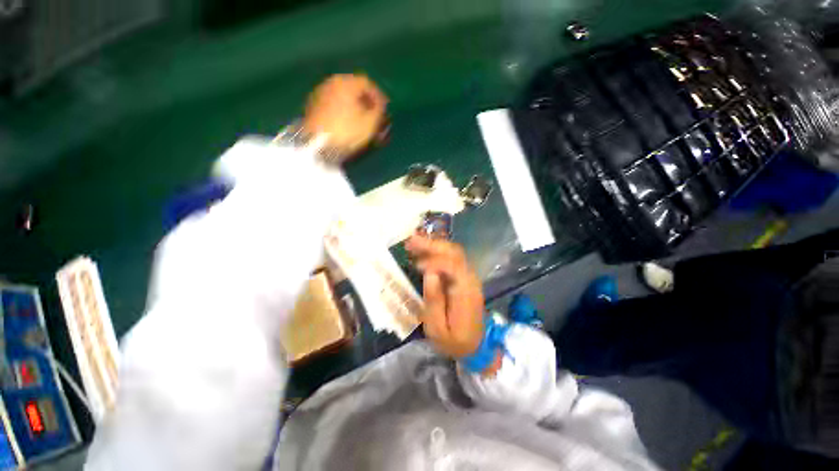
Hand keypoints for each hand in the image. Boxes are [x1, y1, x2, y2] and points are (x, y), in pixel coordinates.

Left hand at [302, 74, 387, 160]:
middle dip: (366, 102)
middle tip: (374, 115)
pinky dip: (343, 111)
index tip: (385, 109)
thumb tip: (380, 105)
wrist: (318, 145)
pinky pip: (334, 105)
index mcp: (345, 82)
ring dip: (355, 107)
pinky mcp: (313, 107)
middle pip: (354, 88)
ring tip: (362, 122)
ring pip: (343, 97)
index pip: (367, 83)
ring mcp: (319, 94)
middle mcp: (331, 82)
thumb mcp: (370, 122)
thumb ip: (379, 110)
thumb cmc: (348, 131)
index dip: (379, 96)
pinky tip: (348, 124)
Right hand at [405, 235, 484, 358]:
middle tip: (411, 241)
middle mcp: (470, 279)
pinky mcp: (464, 278)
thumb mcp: (437, 329)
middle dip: (432, 244)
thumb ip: (434, 300)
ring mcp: (469, 277)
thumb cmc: (454, 341)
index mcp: (466, 292)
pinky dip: (437, 253)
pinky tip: (423, 253)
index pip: (453, 266)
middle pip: (454, 253)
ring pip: (453, 252)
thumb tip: (429, 272)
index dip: (434, 261)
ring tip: (413, 244)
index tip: (416, 265)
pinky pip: (451, 259)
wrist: (475, 347)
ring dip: (433, 245)